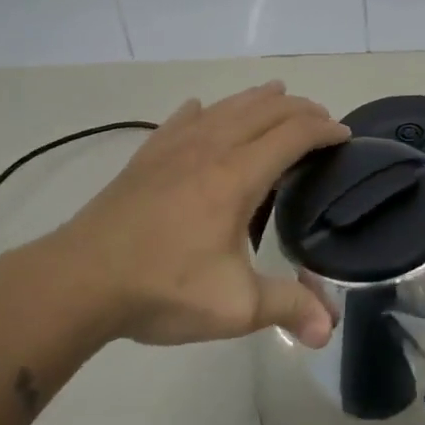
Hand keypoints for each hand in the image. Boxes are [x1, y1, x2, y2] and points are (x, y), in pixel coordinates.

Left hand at [17, 82, 348, 352]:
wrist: (79, 281)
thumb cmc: (162, 288)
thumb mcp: (234, 306)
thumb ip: (287, 308)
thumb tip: (328, 330)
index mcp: (238, 176)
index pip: (293, 134)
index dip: (324, 130)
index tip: (344, 135)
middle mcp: (211, 149)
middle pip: (264, 111)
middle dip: (299, 108)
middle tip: (321, 118)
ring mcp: (174, 148)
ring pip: (225, 107)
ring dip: (257, 98)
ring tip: (276, 93)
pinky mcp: (145, 158)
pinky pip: (181, 120)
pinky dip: (203, 110)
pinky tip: (201, 109)